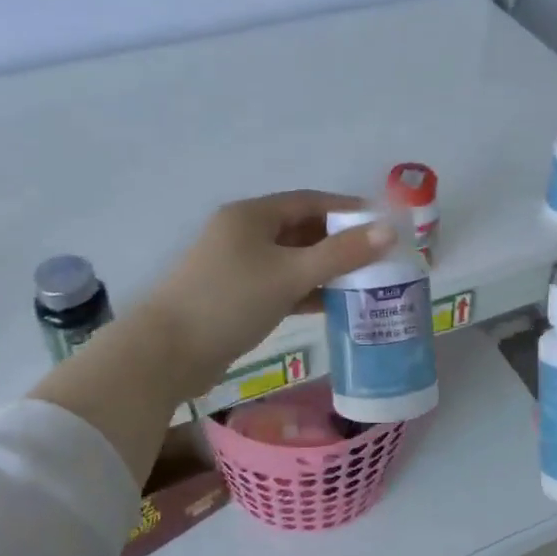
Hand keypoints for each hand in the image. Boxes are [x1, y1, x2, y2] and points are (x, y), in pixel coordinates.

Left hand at [146, 191, 396, 395]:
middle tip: (380, 258)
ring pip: (292, 260)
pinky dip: (306, 291)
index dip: (348, 211)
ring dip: (326, 269)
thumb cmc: (230, 301)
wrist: (167, 353)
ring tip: (366, 282)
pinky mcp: (236, 297)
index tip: (384, 225)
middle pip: (302, 230)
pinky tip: (333, 305)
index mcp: (252, 216)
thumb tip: (389, 231)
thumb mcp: (290, 274)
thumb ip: (341, 254)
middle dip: (340, 242)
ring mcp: (237, 267)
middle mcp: (243, 234)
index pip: (310, 201)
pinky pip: (281, 285)